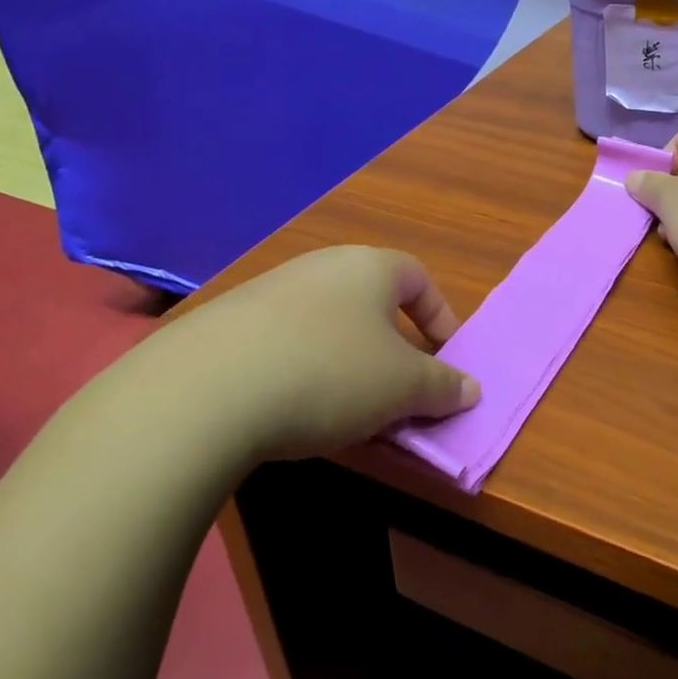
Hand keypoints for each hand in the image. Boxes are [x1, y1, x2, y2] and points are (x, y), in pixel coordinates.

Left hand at [161, 246, 479, 461]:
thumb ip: (444, 386)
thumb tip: (470, 389)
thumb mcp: (403, 387)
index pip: (418, 278)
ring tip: (347, 411)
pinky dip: (302, 373)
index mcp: (368, 267)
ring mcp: (268, 292)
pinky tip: (292, 411)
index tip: (447, 359)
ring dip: (347, 365)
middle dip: (392, 349)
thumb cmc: (331, 373)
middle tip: (399, 393)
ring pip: (327, 325)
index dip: (441, 318)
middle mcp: (319, 267)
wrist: (207, 390)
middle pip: (371, 303)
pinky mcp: (227, 324)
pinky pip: (285, 344)